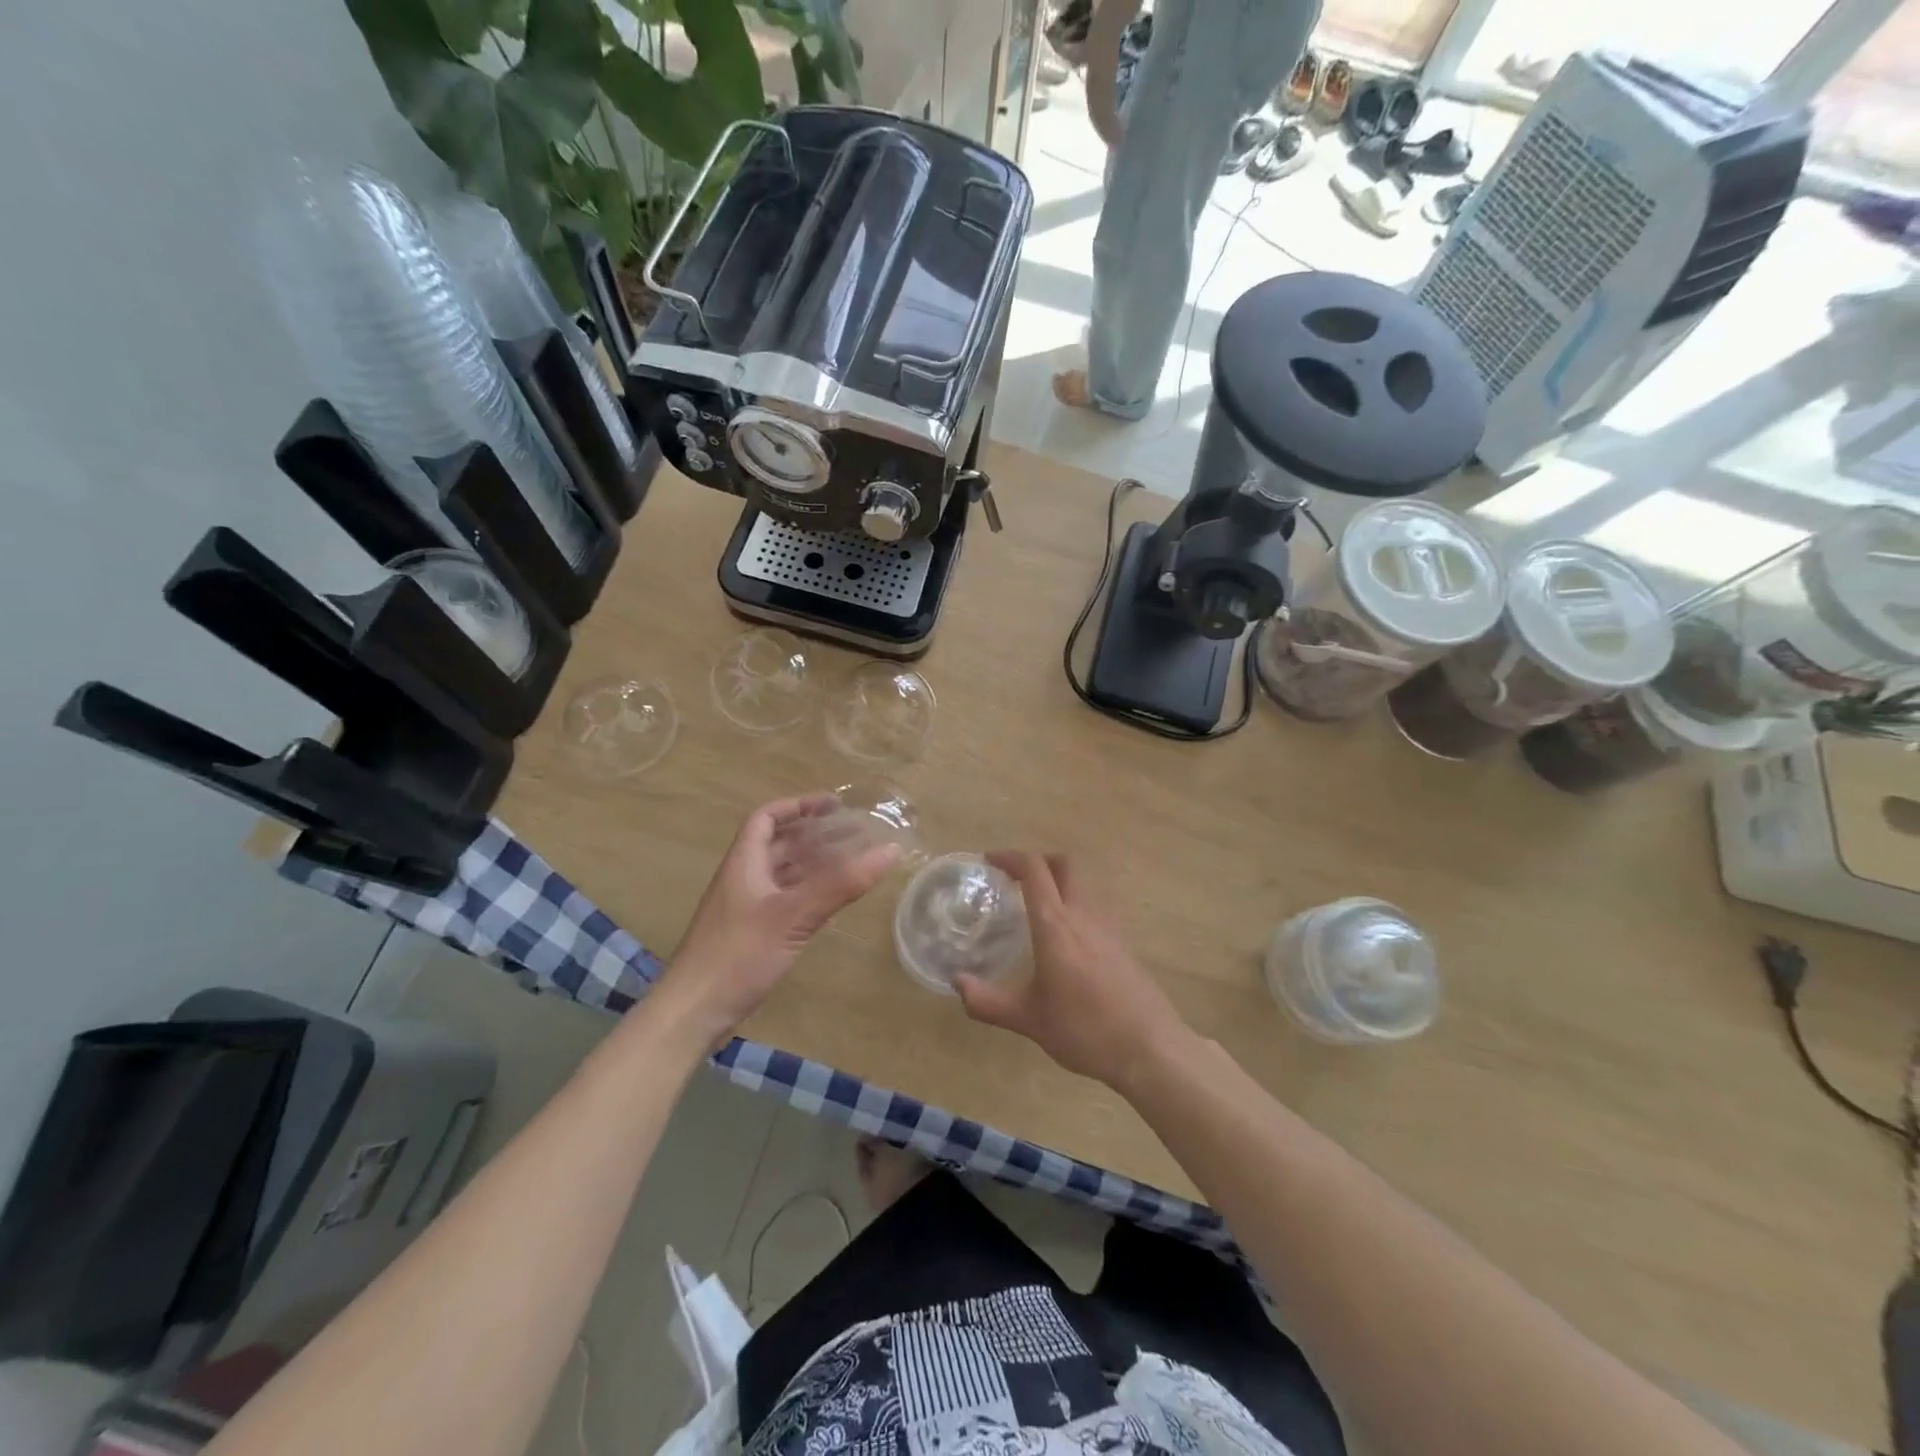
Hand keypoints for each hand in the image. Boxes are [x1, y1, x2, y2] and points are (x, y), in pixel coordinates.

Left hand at [656, 795, 900, 1041]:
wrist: (693, 1013)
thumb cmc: (739, 955)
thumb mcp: (794, 915)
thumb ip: (841, 883)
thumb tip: (889, 849)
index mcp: (744, 862)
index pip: (766, 817)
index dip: (797, 805)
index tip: (834, 805)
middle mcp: (743, 879)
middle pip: (778, 844)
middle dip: (814, 835)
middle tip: (854, 834)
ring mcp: (745, 909)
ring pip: (782, 874)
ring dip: (813, 864)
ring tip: (851, 862)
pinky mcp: (750, 936)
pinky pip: (784, 901)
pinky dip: (808, 894)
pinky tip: (831, 903)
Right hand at [954, 850, 1188, 1089]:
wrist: (1149, 1048)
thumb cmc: (1085, 1030)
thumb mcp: (1029, 1020)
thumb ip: (988, 1002)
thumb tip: (957, 984)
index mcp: (1056, 925)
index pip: (1034, 870)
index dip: (1010, 857)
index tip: (989, 861)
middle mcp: (1083, 915)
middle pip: (1065, 865)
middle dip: (1038, 861)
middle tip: (1015, 878)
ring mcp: (1108, 927)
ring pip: (1083, 884)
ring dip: (1058, 881)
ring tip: (1036, 906)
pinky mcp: (1123, 943)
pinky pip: (1094, 906)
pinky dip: (1074, 904)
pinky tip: (1064, 937)